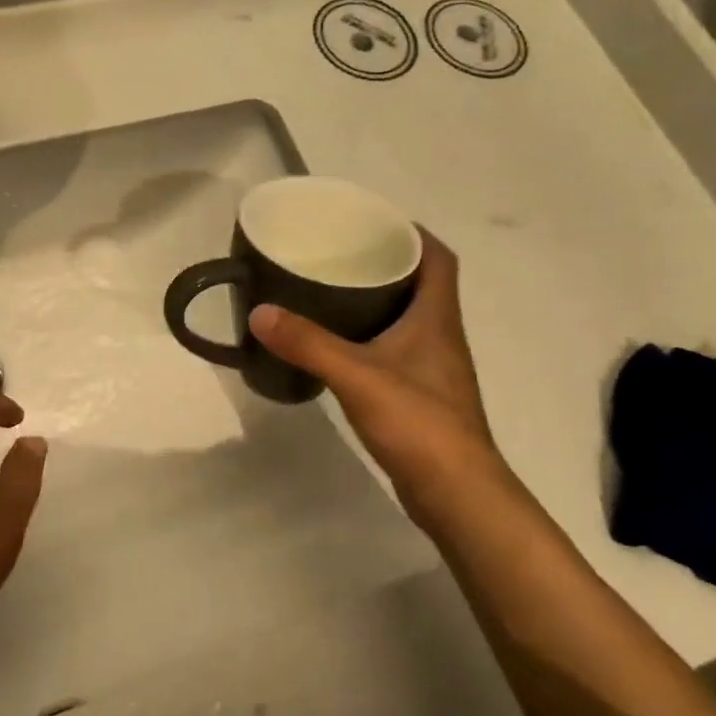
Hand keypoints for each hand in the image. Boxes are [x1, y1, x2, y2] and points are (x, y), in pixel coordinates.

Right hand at [248, 227, 503, 512]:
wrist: (457, 494)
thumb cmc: (419, 424)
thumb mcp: (357, 377)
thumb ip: (308, 344)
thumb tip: (259, 312)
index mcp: (436, 318)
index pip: (438, 258)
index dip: (413, 233)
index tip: (373, 221)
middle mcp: (440, 336)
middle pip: (420, 284)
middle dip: (385, 263)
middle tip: (338, 254)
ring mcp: (432, 369)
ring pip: (407, 319)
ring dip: (376, 301)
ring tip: (329, 293)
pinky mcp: (420, 397)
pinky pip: (395, 350)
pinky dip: (370, 338)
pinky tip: (338, 347)